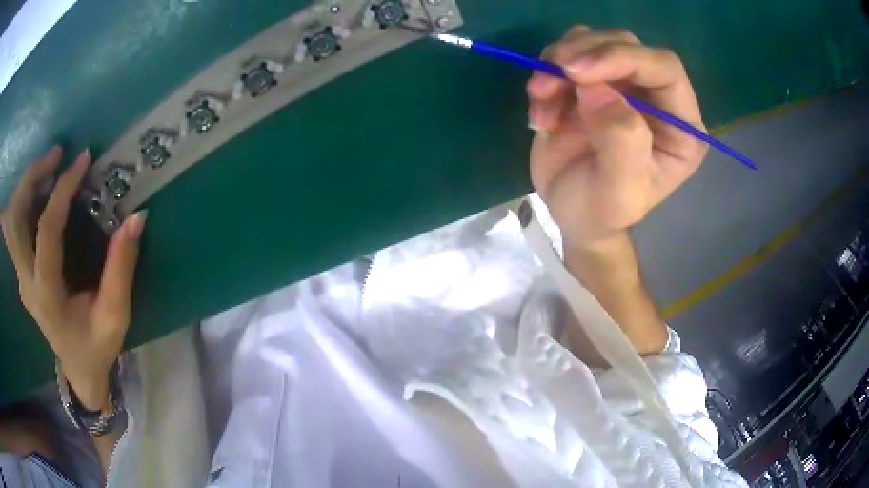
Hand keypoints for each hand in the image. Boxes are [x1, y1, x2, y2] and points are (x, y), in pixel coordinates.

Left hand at [2, 146, 145, 409]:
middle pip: (15, 220)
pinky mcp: (22, 273)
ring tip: (49, 167)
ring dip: (26, 187)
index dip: (62, 191)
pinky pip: (16, 229)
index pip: (46, 232)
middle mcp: (27, 284)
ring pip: (11, 221)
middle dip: (31, 179)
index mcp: (47, 297)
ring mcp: (21, 278)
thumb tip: (136, 217)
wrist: (78, 370)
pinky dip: (24, 201)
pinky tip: (42, 192)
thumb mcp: (115, 316)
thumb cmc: (97, 347)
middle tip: (56, 156)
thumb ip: (121, 268)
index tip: (82, 161)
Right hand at [527, 27, 707, 248]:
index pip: (664, 68)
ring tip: (540, 100)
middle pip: (626, 44)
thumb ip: (621, 144)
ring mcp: (624, 84)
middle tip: (546, 83)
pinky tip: (541, 107)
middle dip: (583, 55)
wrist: (572, 212)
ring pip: (594, 41)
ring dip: (558, 63)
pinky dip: (547, 72)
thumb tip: (597, 90)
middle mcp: (658, 97)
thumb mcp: (618, 194)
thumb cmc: (601, 211)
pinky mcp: (593, 81)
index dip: (623, 59)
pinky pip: (568, 53)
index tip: (576, 72)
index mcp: (681, 126)